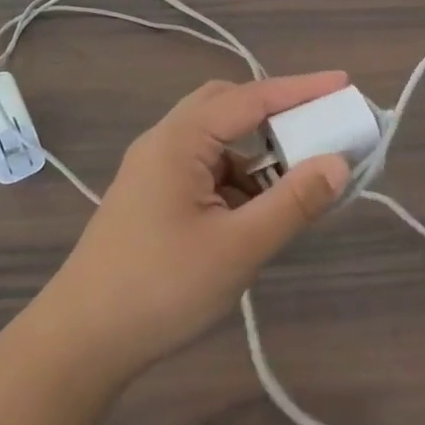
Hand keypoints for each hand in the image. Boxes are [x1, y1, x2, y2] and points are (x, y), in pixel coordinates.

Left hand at [34, 73, 353, 379]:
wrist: (81, 340)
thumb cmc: (161, 288)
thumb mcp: (238, 248)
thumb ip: (292, 202)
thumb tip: (339, 163)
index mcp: (181, 139)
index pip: (251, 97)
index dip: (301, 89)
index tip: (344, 84)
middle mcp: (164, 141)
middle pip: (227, 106)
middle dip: (275, 114)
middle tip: (316, 130)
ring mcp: (153, 168)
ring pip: (215, 140)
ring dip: (256, 153)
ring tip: (292, 183)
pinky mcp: (151, 195)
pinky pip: (203, 168)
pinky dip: (235, 178)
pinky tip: (253, 214)